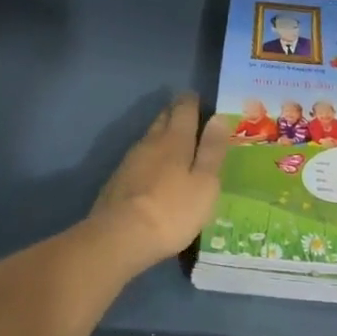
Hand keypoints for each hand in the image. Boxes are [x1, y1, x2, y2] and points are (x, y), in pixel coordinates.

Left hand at [87, 93, 229, 271]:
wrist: (119, 238)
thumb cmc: (172, 211)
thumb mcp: (204, 183)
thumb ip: (212, 150)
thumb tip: (219, 117)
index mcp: (175, 140)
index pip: (184, 109)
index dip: (191, 101)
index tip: (197, 98)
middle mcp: (150, 142)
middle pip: (163, 119)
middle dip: (174, 113)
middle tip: (186, 113)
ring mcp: (130, 161)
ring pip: (149, 137)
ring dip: (161, 134)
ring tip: (172, 140)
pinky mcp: (117, 180)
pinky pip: (138, 157)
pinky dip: (149, 156)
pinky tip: (152, 169)